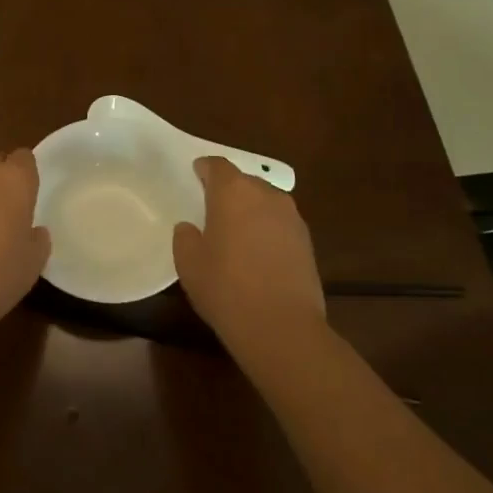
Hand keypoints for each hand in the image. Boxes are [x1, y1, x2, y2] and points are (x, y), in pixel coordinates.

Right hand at [174, 156, 326, 354]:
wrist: (282, 327)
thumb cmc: (226, 289)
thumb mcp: (189, 264)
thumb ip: (185, 238)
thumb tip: (190, 228)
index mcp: (233, 192)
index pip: (217, 166)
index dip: (205, 168)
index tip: (196, 174)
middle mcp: (266, 195)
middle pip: (244, 181)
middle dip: (229, 190)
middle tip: (212, 208)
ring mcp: (291, 217)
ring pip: (265, 202)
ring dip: (250, 210)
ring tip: (236, 232)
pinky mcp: (307, 241)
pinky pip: (280, 224)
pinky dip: (267, 230)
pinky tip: (257, 253)